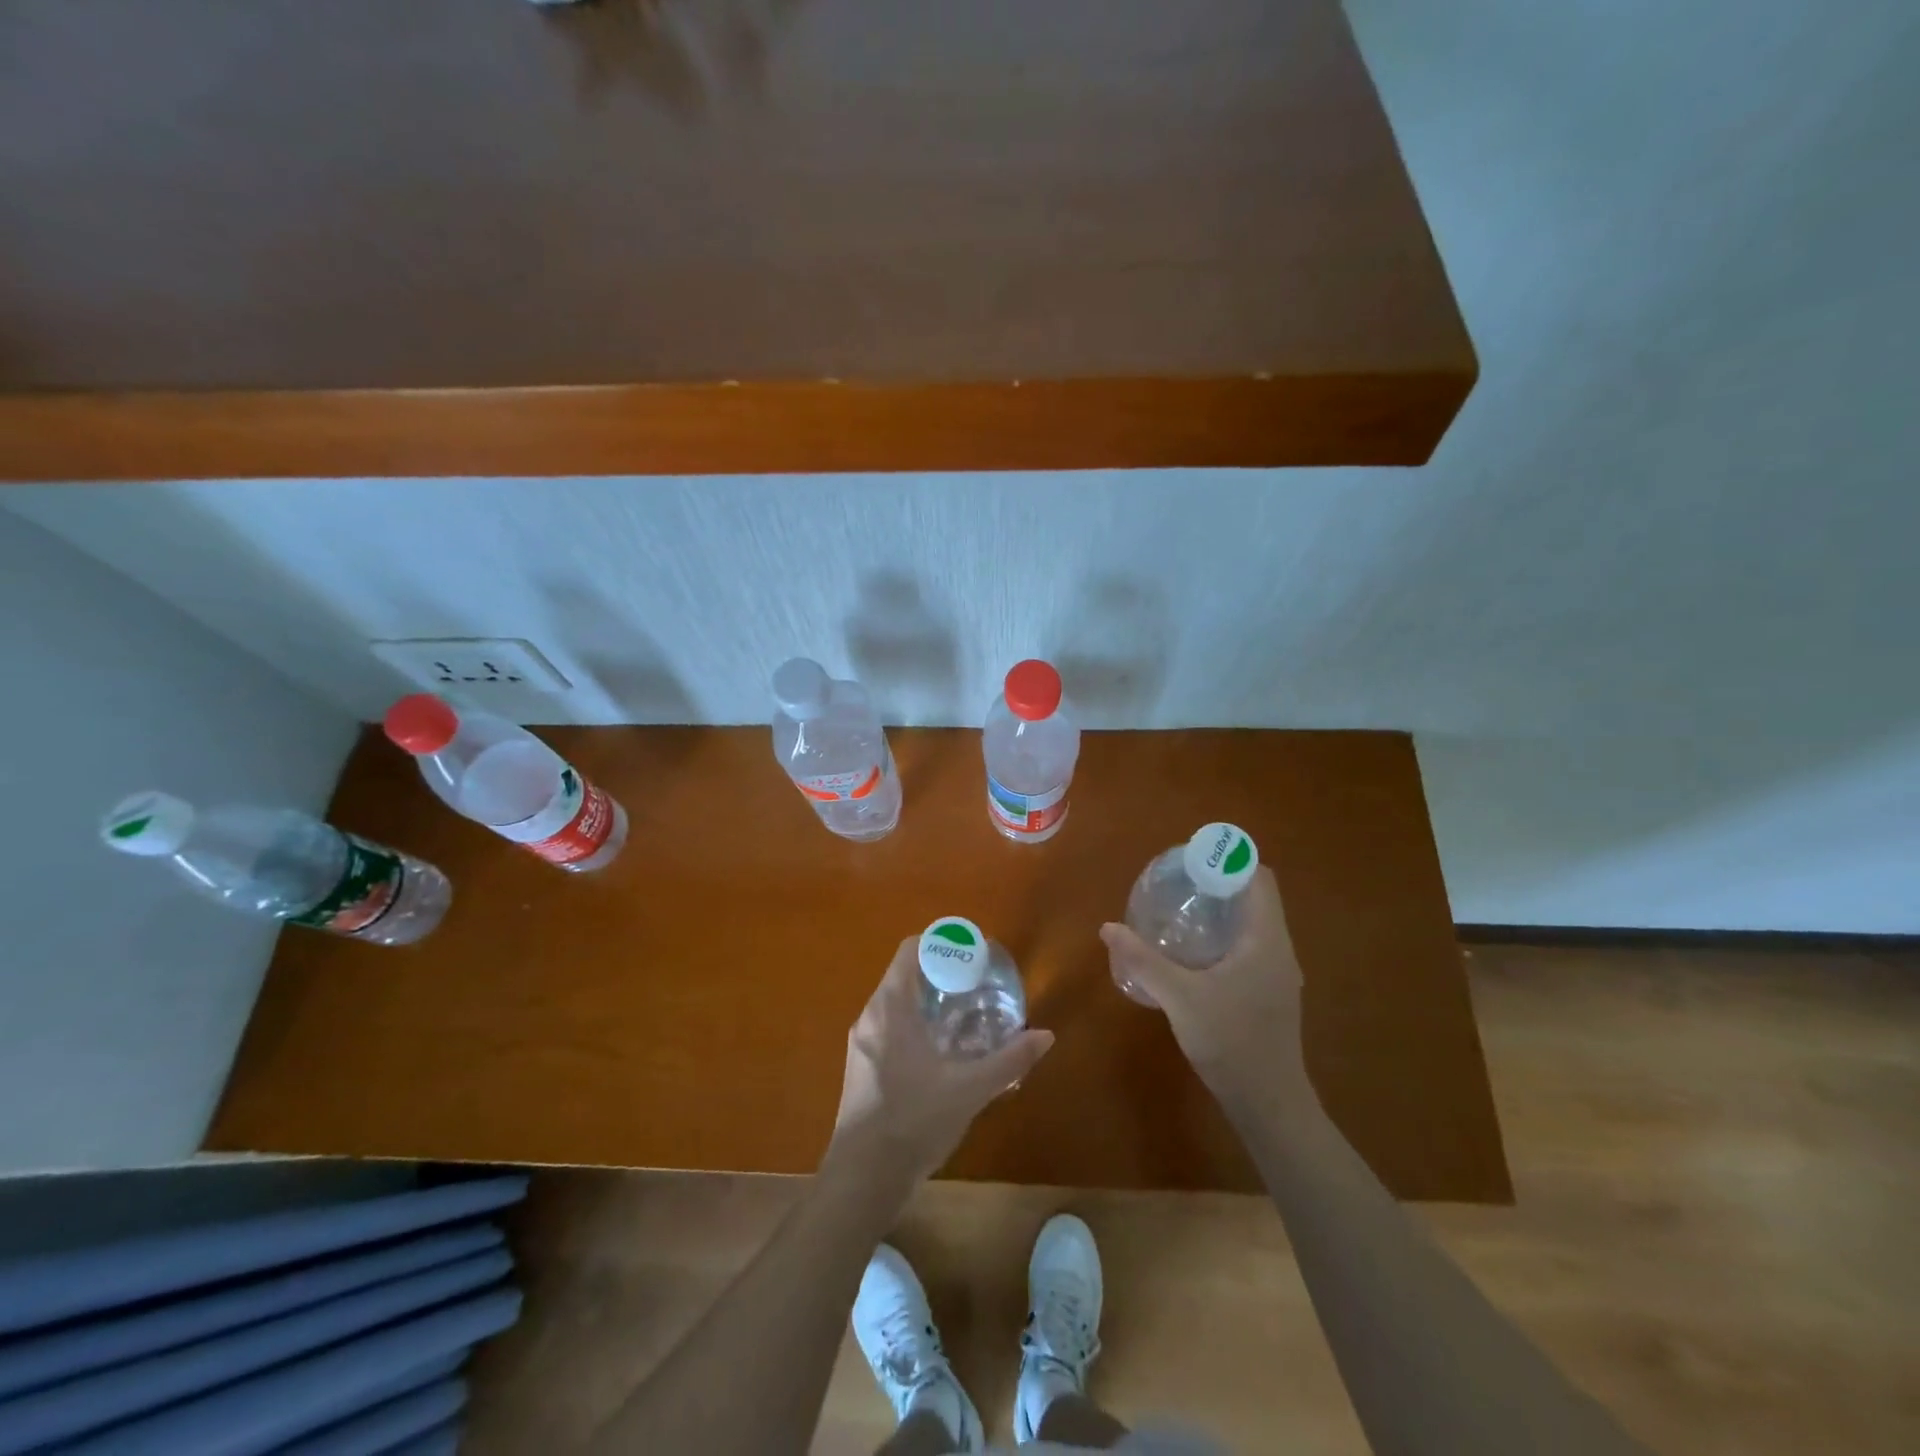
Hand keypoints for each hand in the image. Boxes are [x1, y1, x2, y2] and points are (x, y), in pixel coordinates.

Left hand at [827, 937, 1054, 1188]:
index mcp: (890, 1007)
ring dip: (929, 1002)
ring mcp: (861, 1044)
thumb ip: (1009, 1060)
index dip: (942, 944)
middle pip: (905, 975)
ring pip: (897, 1004)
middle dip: (942, 975)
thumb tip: (1045, 1035)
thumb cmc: (913, 1121)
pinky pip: (890, 1029)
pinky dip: (917, 1026)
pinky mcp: (861, 1068)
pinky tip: (944, 1052)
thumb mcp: (969, 1089)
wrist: (862, 1179)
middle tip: (978, 985)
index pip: (911, 950)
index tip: (972, 955)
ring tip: (967, 1015)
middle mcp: (870, 1016)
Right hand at [1100, 868, 1309, 1109]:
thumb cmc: (1231, 1042)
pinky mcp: (1270, 994)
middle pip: (1255, 897)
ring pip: (1253, 924)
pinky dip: (1224, 935)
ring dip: (1221, 910)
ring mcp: (1277, 974)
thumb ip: (1143, 960)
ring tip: (1179, 909)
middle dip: (1219, 882)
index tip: (1191, 859)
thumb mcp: (1180, 998)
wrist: (1269, 1104)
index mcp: (1266, 940)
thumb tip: (1108, 927)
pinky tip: (1192, 952)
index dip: (1229, 860)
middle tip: (1176, 881)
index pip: (1259, 878)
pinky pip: (1250, 946)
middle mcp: (1278, 949)